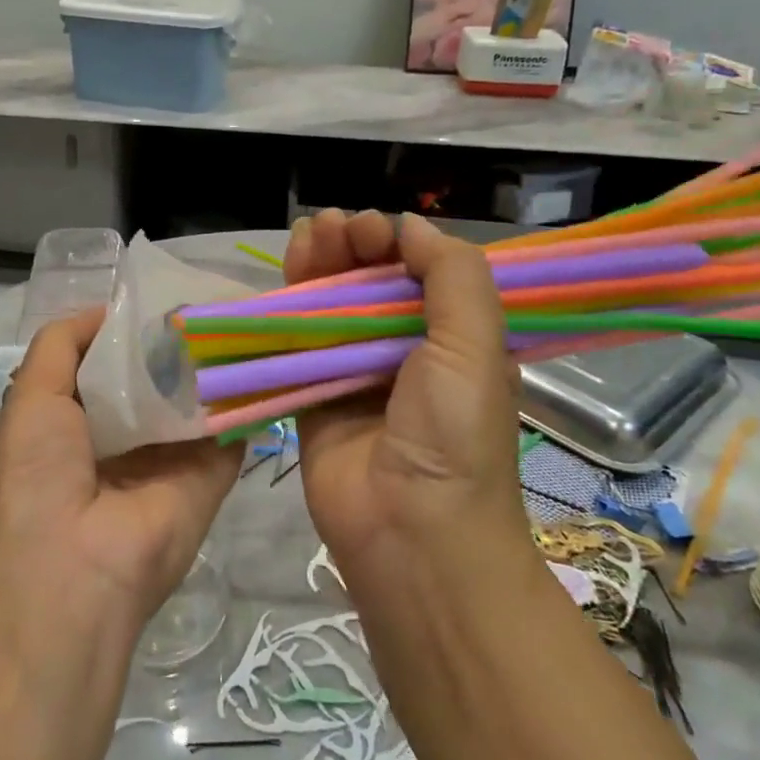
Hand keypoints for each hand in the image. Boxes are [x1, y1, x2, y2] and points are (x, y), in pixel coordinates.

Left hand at [0, 307, 240, 630]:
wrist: (71, 573)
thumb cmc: (36, 475)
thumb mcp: (31, 397)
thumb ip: (62, 346)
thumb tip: (108, 310)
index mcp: (79, 420)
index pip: (113, 363)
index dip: (133, 328)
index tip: (166, 292)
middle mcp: (127, 437)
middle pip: (160, 377)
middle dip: (180, 340)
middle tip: (216, 294)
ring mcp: (172, 457)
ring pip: (198, 398)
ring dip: (217, 361)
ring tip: (245, 310)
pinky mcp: (211, 477)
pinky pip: (232, 428)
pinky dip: (248, 395)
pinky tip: (266, 352)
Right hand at [283, 209, 529, 575]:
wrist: (412, 533)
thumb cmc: (454, 435)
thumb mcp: (475, 346)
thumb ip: (452, 276)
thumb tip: (411, 226)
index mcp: (451, 341)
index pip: (418, 275)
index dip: (395, 244)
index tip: (374, 230)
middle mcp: (402, 354)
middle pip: (369, 285)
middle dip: (352, 248)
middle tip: (335, 227)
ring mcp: (352, 376)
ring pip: (329, 307)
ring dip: (319, 266)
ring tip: (309, 232)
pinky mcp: (310, 398)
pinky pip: (294, 345)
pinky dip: (286, 309)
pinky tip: (283, 274)